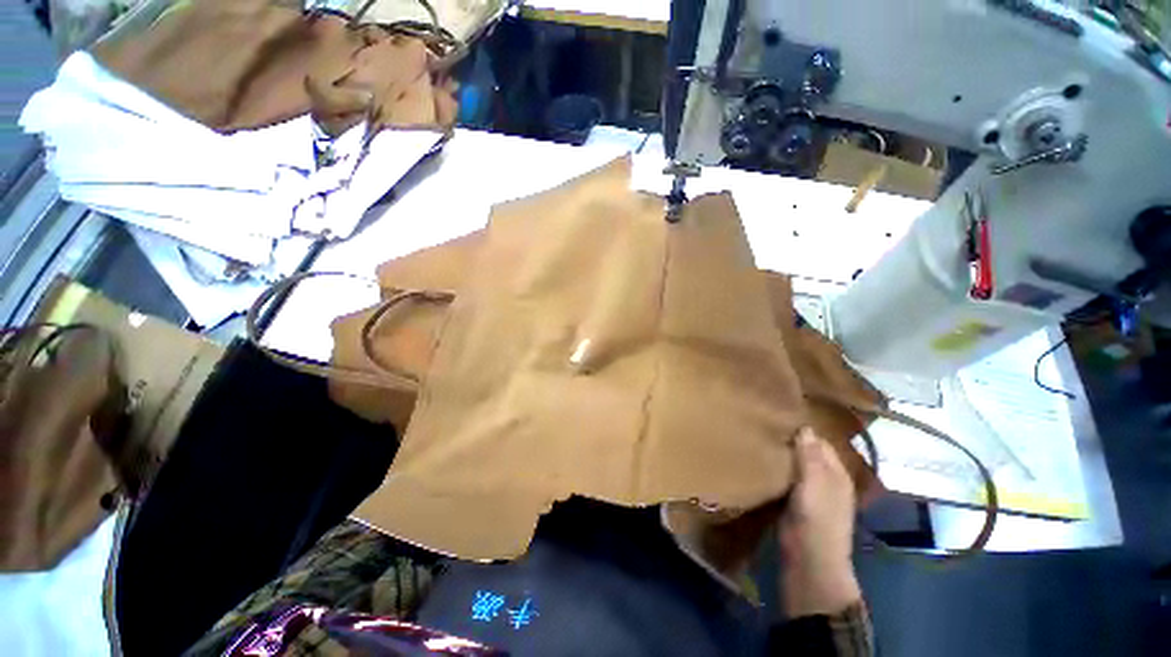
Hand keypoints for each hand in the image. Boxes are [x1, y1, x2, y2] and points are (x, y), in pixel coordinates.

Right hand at [778, 428, 862, 617]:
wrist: (809, 558)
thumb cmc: (817, 518)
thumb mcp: (815, 484)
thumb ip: (810, 456)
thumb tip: (805, 426)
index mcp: (836, 473)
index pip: (820, 442)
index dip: (804, 430)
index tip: (781, 416)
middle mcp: (825, 479)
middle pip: (807, 452)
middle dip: (791, 440)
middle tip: (765, 425)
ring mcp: (810, 492)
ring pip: (795, 465)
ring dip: (782, 454)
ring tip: (760, 438)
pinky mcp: (794, 501)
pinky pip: (785, 478)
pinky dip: (776, 469)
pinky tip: (760, 461)